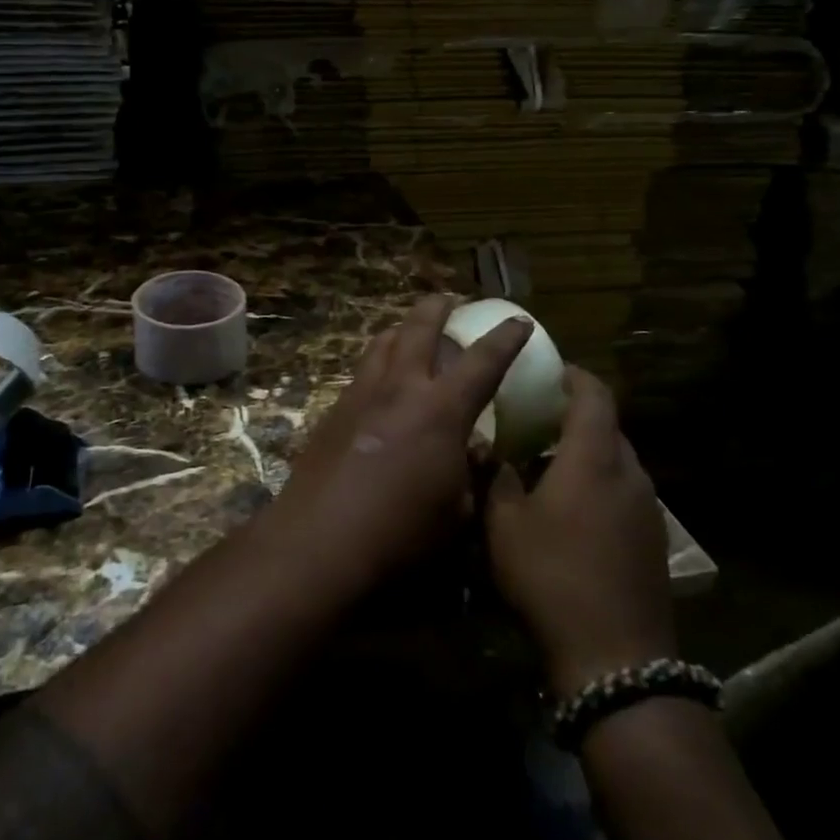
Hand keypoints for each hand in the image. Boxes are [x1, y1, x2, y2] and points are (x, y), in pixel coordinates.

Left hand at [272, 295, 533, 588]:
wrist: (320, 539)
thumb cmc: (401, 534)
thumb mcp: (457, 511)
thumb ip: (471, 472)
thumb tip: (476, 450)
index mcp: (441, 410)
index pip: (482, 361)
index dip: (505, 338)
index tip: (518, 320)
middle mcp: (400, 388)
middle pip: (420, 328)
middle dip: (439, 307)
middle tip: (450, 300)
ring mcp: (362, 394)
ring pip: (383, 341)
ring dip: (402, 328)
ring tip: (410, 329)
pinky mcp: (334, 409)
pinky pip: (362, 369)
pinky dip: (378, 360)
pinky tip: (380, 380)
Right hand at [483, 367, 675, 697]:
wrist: (616, 657)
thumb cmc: (552, 576)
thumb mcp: (504, 524)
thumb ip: (496, 477)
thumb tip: (488, 450)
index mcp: (594, 457)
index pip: (594, 394)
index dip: (574, 375)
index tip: (550, 370)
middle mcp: (629, 472)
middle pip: (608, 426)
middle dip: (575, 416)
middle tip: (536, 420)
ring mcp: (647, 508)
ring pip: (617, 461)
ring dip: (587, 453)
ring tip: (548, 466)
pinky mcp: (653, 539)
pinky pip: (624, 492)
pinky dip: (600, 484)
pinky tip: (572, 511)